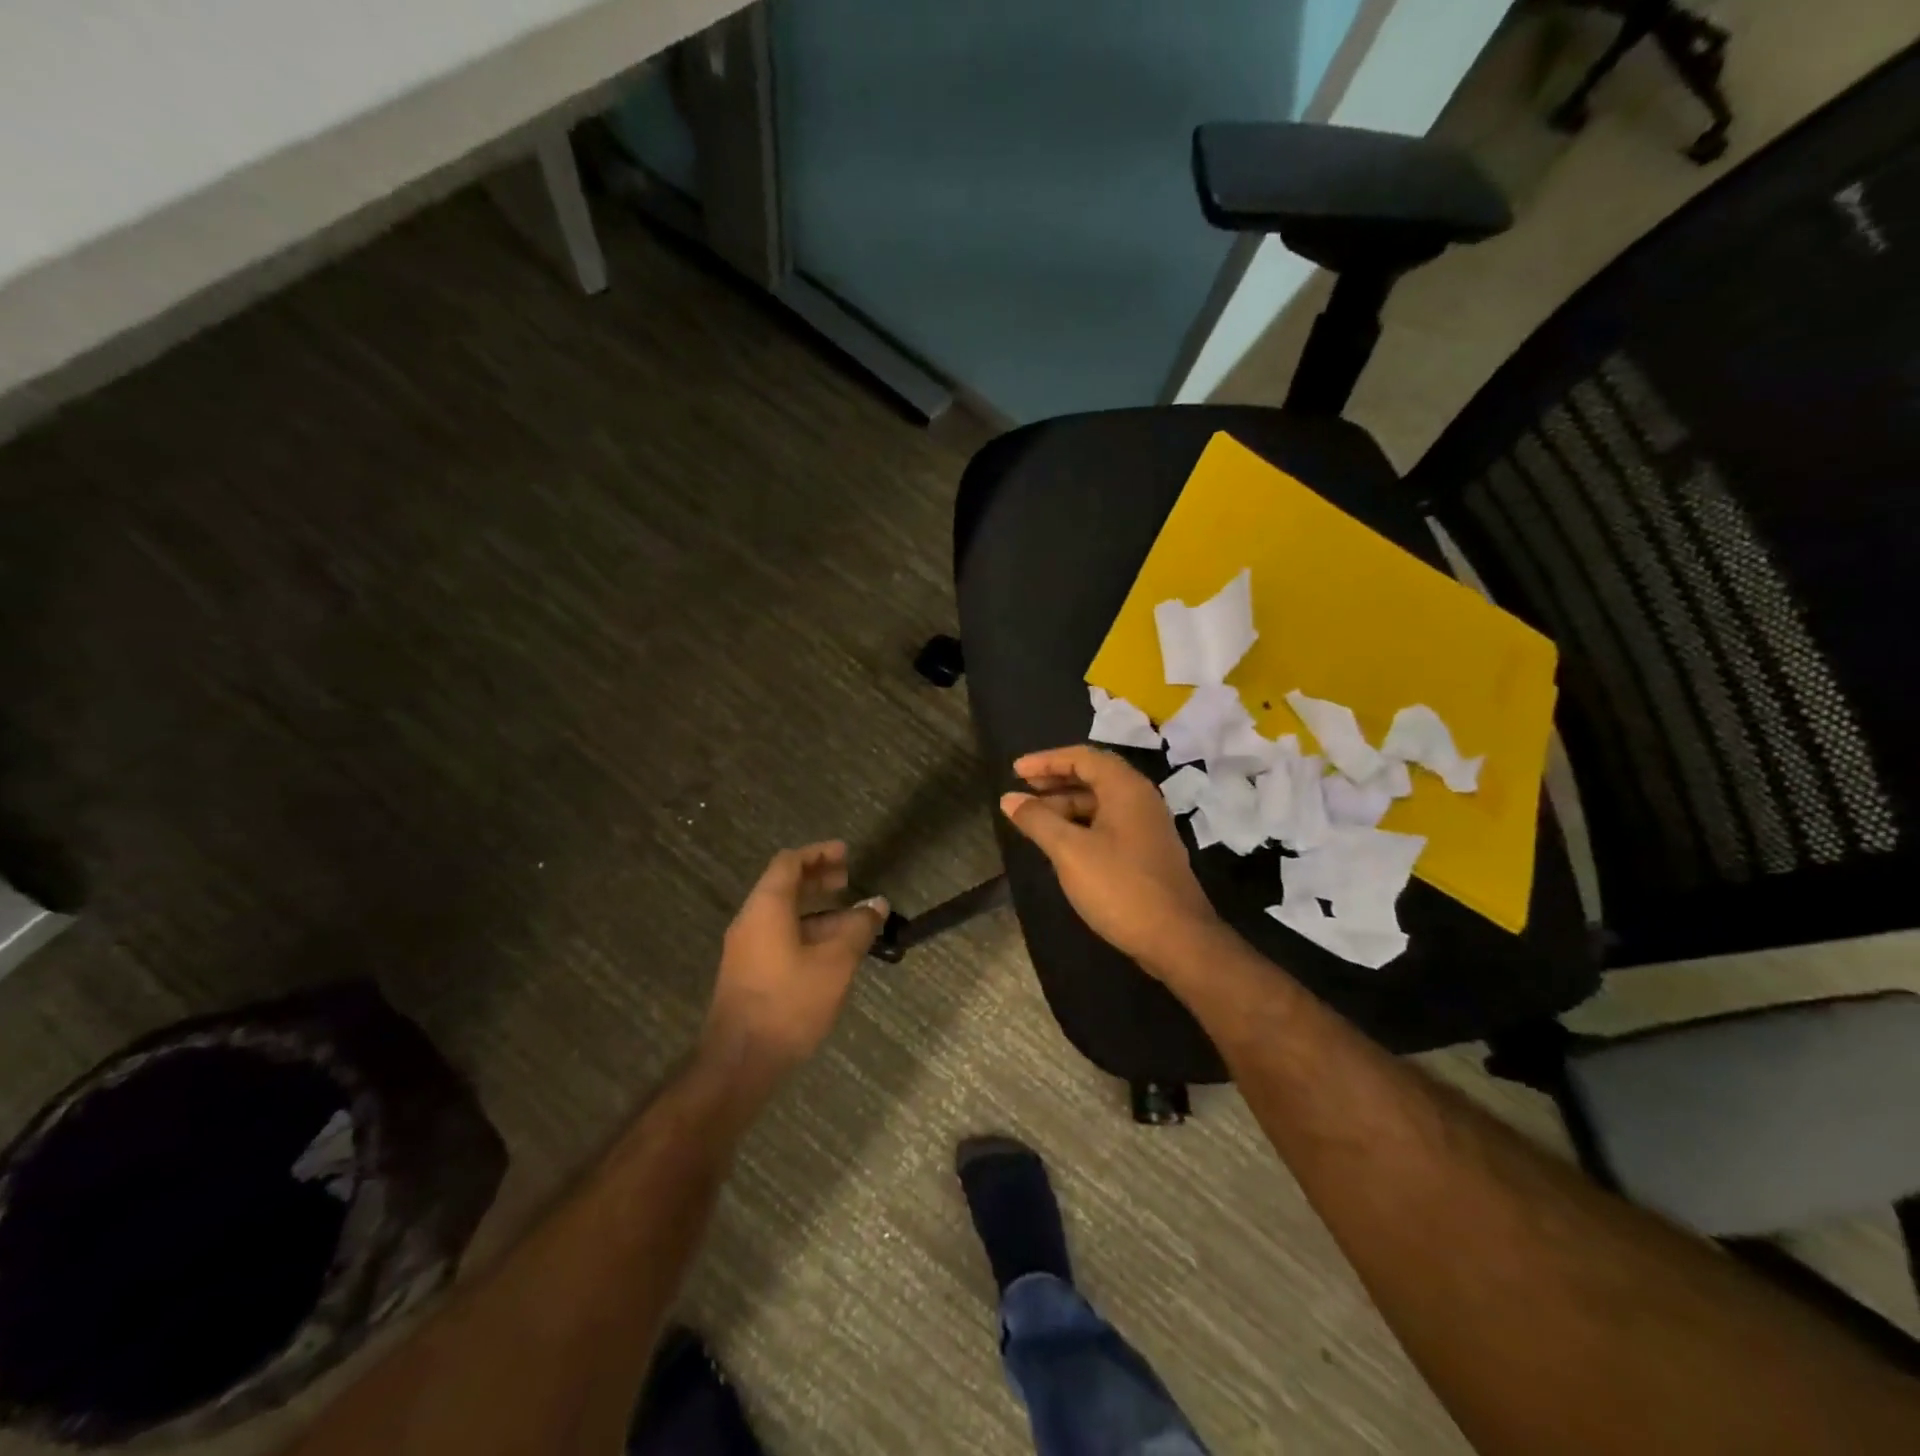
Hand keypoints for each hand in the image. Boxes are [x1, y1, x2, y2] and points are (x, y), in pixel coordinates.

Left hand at [705, 841, 886, 1075]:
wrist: (740, 1061)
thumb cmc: (789, 1003)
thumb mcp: (835, 963)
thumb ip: (858, 928)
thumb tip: (877, 904)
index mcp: (767, 907)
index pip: (789, 863)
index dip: (819, 853)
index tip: (846, 854)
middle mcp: (751, 921)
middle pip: (784, 885)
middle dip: (818, 878)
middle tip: (849, 878)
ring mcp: (747, 949)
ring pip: (784, 915)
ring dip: (817, 910)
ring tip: (852, 920)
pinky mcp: (750, 973)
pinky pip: (780, 937)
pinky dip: (807, 932)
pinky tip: (833, 951)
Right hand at [1000, 745, 1220, 976]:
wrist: (1177, 939)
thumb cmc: (1120, 887)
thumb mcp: (1070, 851)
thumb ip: (1038, 820)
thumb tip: (1009, 799)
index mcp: (1126, 788)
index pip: (1082, 757)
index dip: (1046, 760)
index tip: (1015, 771)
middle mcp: (1140, 799)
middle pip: (1093, 776)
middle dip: (1055, 780)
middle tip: (1022, 790)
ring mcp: (1147, 826)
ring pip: (1101, 802)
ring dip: (1066, 804)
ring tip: (1034, 819)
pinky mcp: (1147, 851)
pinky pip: (1108, 823)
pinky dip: (1081, 824)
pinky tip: (1061, 842)